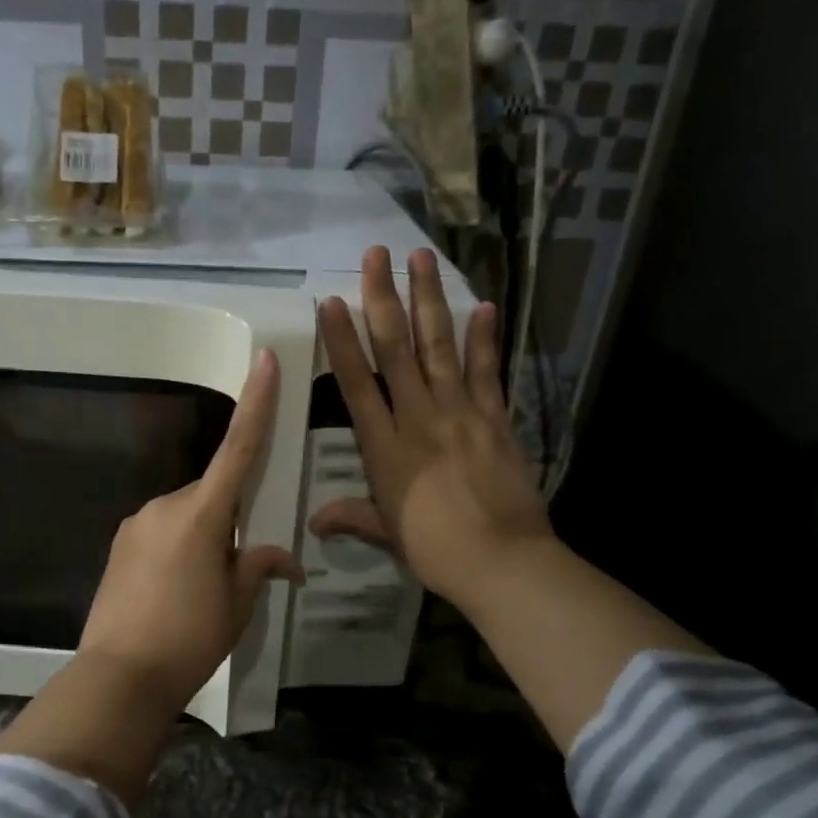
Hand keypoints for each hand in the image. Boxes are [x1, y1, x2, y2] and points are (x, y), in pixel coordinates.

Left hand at [77, 347, 303, 713]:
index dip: (256, 402)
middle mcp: (166, 506)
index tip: (263, 359)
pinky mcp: (120, 544)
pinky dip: (178, 550)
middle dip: (229, 520)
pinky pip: (162, 532)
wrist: (118, 678)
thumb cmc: (188, 638)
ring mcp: (137, 523)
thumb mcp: (236, 605)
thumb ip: (258, 567)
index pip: (239, 448)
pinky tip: (174, 594)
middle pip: (212, 494)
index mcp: (202, 514)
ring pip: (186, 515)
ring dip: (202, 538)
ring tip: (200, 592)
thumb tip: (284, 559)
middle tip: (234, 572)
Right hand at [312, 247, 553, 612]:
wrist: (503, 561)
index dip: (343, 340)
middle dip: (383, 299)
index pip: (357, 383)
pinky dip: (484, 339)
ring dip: (429, 300)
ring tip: (421, 258)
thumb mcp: (387, 532)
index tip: (332, 301)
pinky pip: (489, 372)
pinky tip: (483, 305)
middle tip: (375, 255)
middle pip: (397, 350)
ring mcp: (461, 413)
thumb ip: (352, 516)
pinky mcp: (496, 419)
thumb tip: (314, 523)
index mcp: (385, 446)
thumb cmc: (435, 550)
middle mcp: (419, 418)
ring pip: (439, 347)